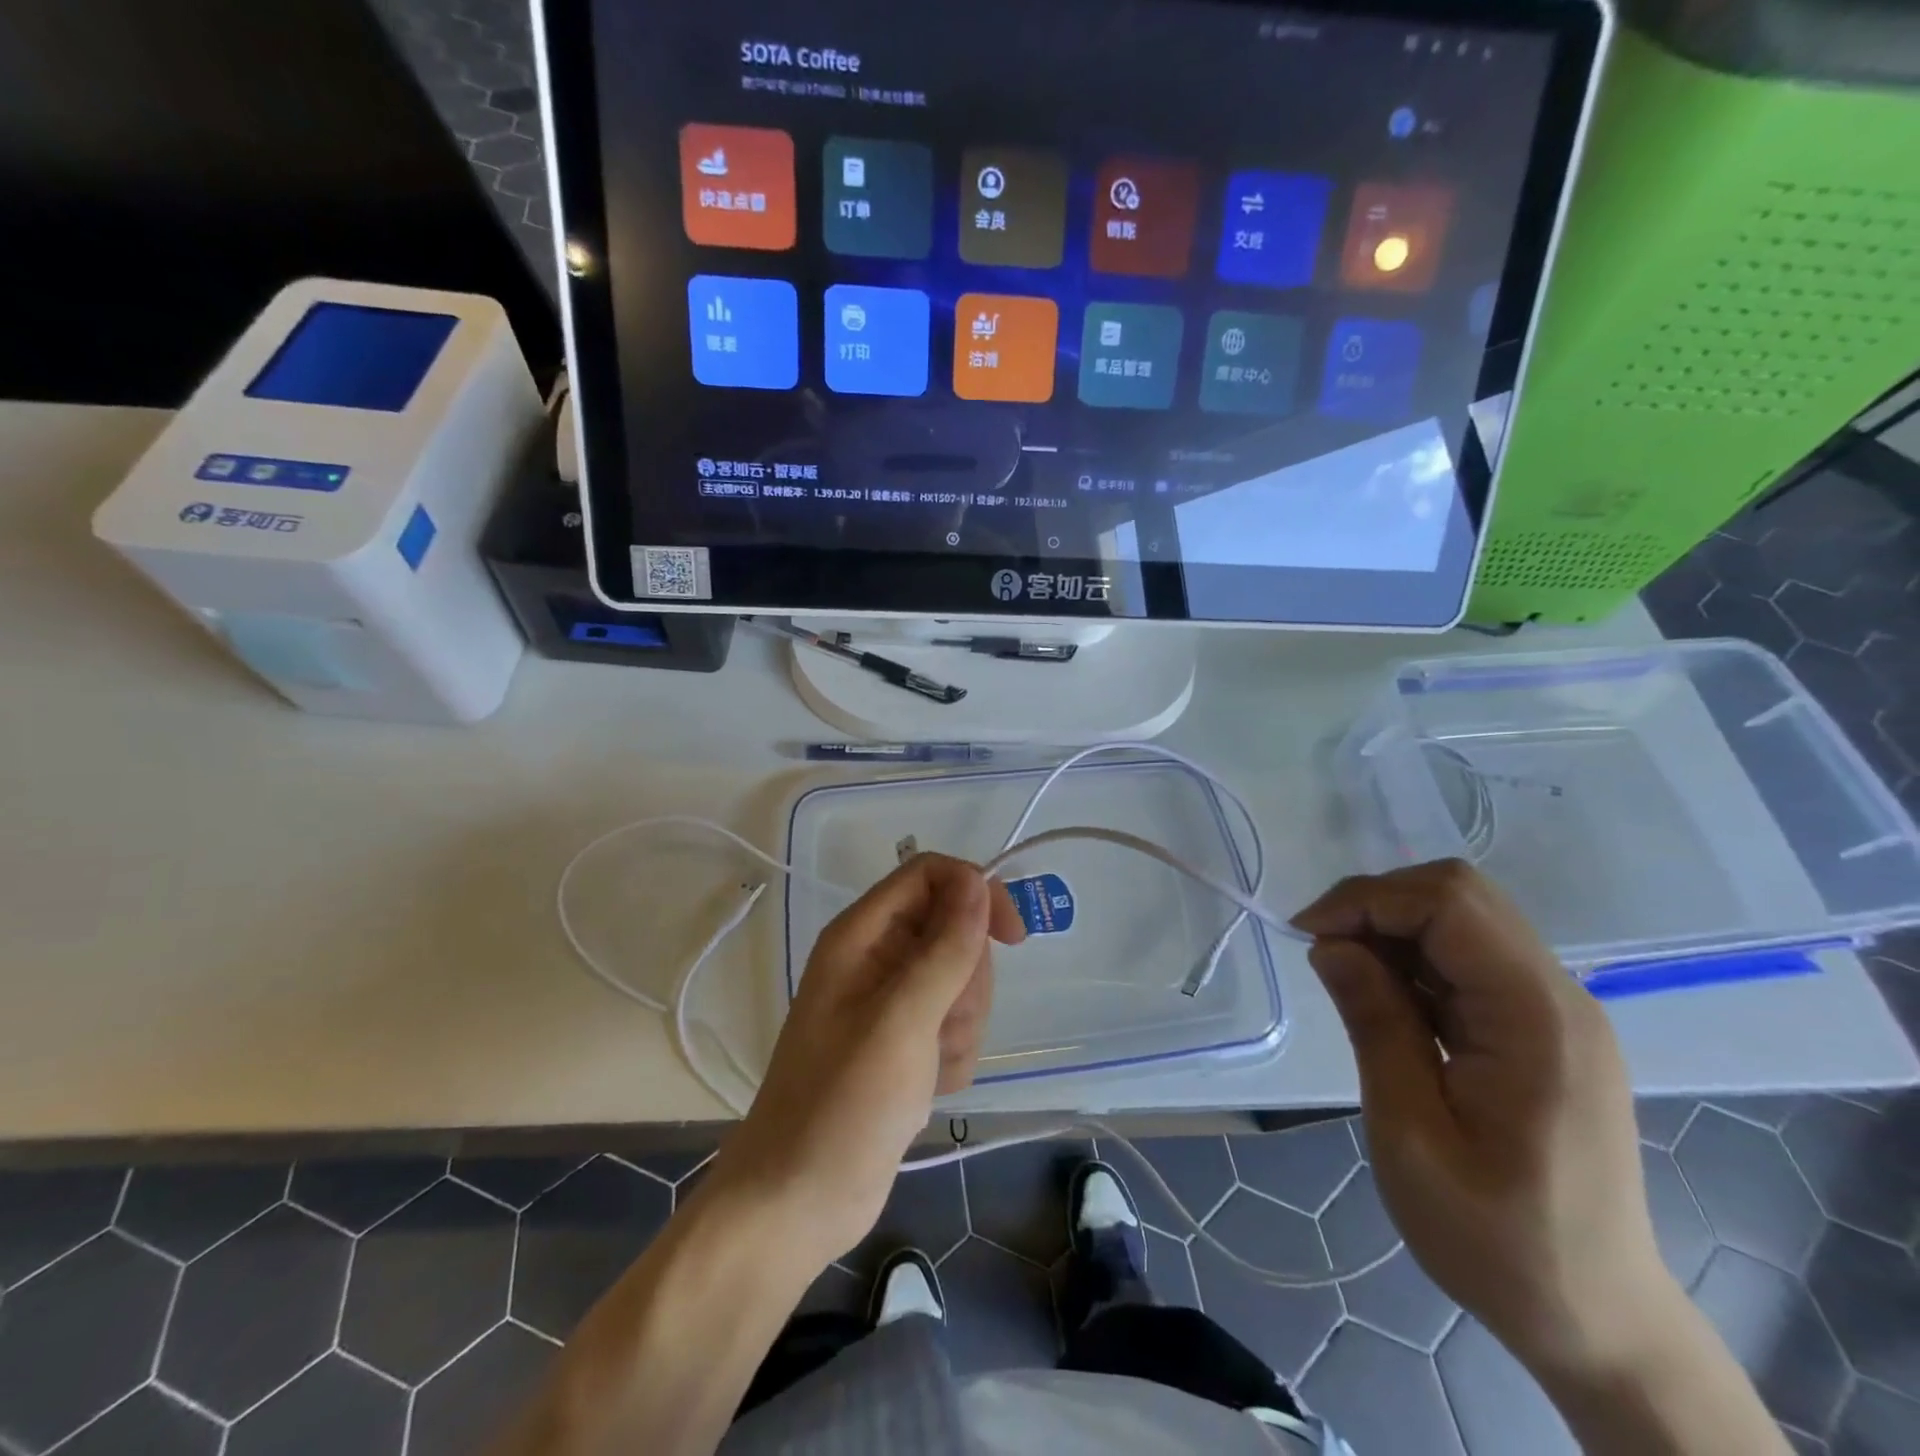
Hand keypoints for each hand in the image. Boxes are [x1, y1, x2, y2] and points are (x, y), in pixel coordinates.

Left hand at [707, 853, 1024, 1265]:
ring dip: (962, 1023)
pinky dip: (954, 1054)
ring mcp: (892, 1002)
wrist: (797, 1201)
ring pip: (961, 979)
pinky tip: (929, 1087)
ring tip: (930, 1064)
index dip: (974, 891)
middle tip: (943, 1024)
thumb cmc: (841, 1104)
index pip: (930, 875)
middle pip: (954, 929)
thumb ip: (945, 949)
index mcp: (863, 934)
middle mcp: (877, 957)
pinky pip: (956, 1023)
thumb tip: (977, 881)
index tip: (1011, 936)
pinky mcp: (906, 1042)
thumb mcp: (901, 1020)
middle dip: (966, 978)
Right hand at [1292, 860, 1672, 1382]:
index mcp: (1536, 1018)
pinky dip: (1414, 959)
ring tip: (1347, 979)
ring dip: (1392, 930)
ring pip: (1462, 919)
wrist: (1594, 1319)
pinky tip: (1386, 1001)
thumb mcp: (1411, 1133)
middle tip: (1324, 952)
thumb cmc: (1496, 1238)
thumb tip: (1330, 944)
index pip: (1450, 902)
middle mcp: (1558, 997)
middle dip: (1377, 905)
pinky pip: (1470, 959)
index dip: (1368, 900)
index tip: (1308, 937)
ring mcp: (1555, 1011)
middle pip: (1460, 895)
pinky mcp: (1542, 1028)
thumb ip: (1374, 1024)